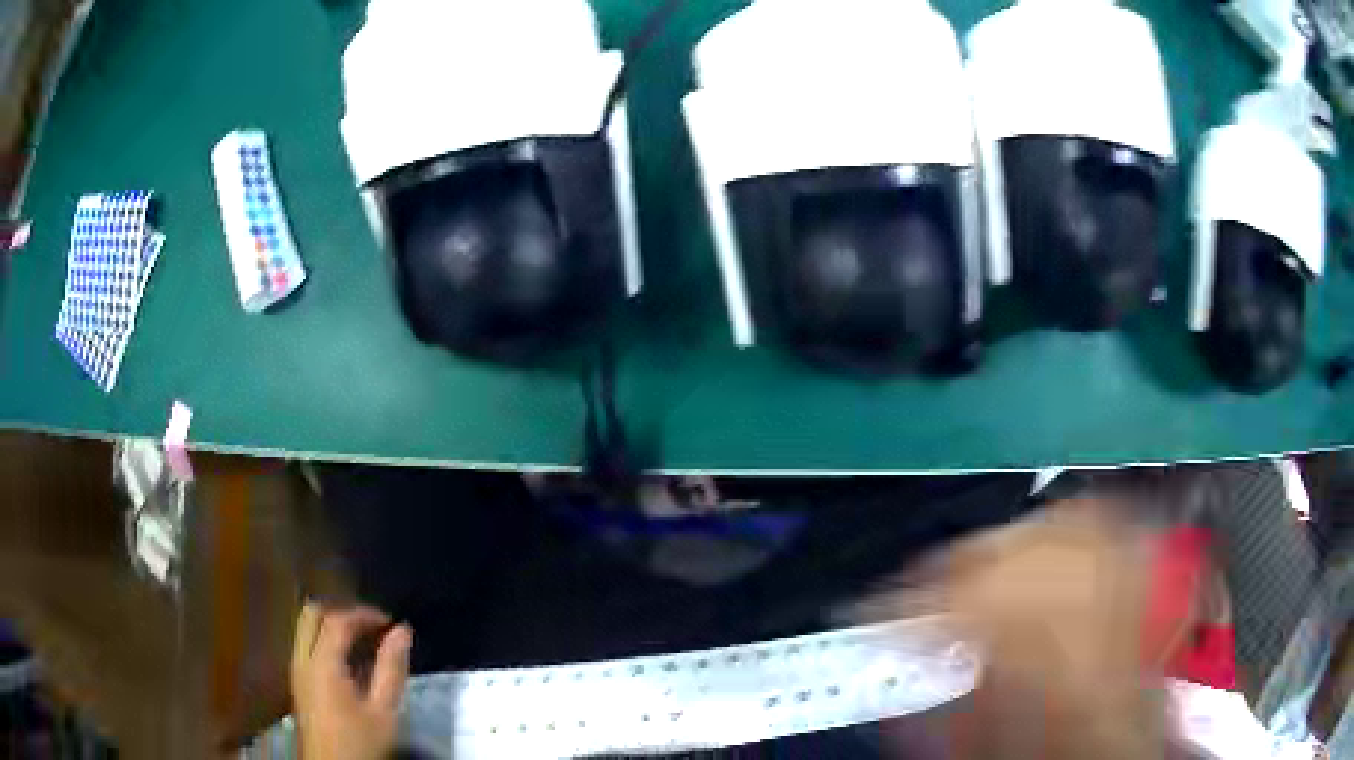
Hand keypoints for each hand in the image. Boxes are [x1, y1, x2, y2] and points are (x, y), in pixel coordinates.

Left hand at [291, 602, 411, 759]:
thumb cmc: (361, 742)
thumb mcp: (384, 711)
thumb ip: (391, 669)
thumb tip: (402, 631)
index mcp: (322, 664)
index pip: (338, 620)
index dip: (365, 614)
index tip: (391, 622)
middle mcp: (302, 659)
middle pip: (313, 614)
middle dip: (343, 612)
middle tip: (372, 627)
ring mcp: (296, 669)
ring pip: (306, 628)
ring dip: (333, 626)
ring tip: (365, 643)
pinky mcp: (297, 681)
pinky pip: (306, 644)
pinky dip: (326, 640)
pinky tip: (351, 663)